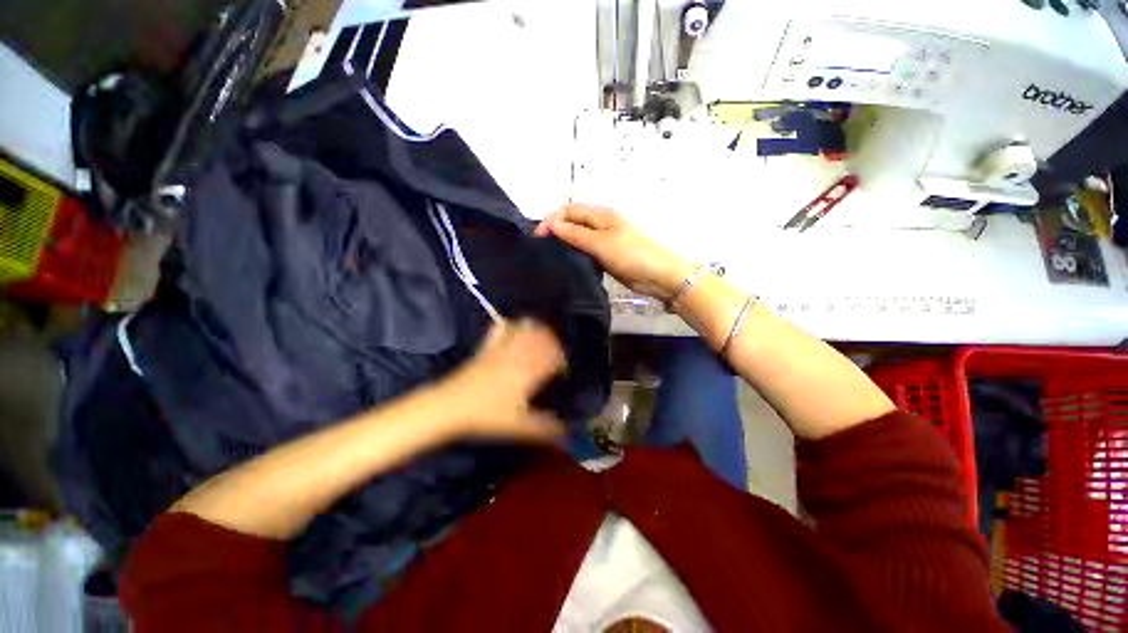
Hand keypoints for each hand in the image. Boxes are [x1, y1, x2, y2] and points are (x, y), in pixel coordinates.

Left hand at [438, 319, 567, 442]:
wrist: (451, 406)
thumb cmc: (487, 416)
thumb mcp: (519, 426)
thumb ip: (544, 428)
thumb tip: (565, 430)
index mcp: (529, 371)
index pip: (554, 356)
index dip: (562, 361)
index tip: (562, 372)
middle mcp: (519, 355)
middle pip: (543, 337)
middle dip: (553, 343)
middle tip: (554, 355)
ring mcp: (502, 348)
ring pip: (526, 328)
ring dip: (537, 330)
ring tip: (540, 340)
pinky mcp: (488, 347)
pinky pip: (503, 328)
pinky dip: (513, 326)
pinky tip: (516, 329)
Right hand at [535, 204, 693, 301]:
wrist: (658, 276)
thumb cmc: (631, 254)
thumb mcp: (600, 242)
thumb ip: (575, 233)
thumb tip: (551, 223)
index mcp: (600, 215)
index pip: (569, 210)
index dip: (552, 219)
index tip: (537, 237)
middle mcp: (600, 225)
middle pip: (572, 222)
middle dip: (556, 230)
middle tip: (541, 249)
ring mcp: (603, 242)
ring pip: (578, 238)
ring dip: (564, 244)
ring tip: (548, 257)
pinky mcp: (605, 257)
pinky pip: (585, 252)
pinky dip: (574, 255)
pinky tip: (565, 264)